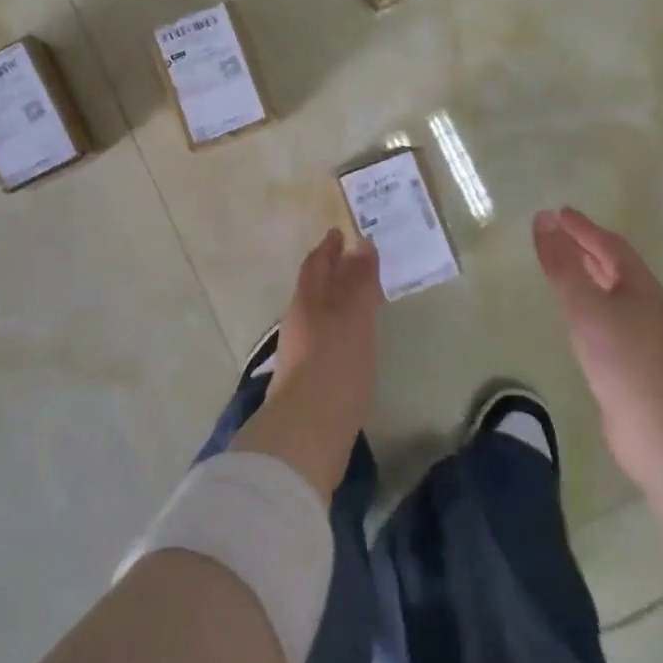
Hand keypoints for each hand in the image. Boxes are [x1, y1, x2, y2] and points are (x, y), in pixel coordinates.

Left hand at [233, 229, 380, 498]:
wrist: (308, 429)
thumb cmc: (335, 363)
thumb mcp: (354, 316)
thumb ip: (359, 281)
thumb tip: (363, 244)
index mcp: (307, 302)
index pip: (316, 265)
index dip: (328, 247)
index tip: (339, 233)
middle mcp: (299, 321)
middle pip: (314, 287)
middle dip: (330, 271)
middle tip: (351, 259)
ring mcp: (300, 351)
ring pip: (318, 312)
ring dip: (334, 299)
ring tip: (357, 296)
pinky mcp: (307, 378)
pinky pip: (324, 337)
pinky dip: (338, 326)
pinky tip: (350, 337)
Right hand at [533, 206, 662, 482]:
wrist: (659, 427)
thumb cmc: (622, 357)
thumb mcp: (585, 304)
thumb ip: (563, 263)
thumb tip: (544, 219)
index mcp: (638, 284)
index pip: (609, 244)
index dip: (583, 227)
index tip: (557, 212)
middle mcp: (644, 303)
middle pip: (614, 265)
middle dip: (586, 246)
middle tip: (557, 233)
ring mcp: (641, 333)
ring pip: (611, 291)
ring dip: (587, 273)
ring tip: (562, 266)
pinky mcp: (632, 359)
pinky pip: (606, 315)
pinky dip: (587, 302)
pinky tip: (574, 315)